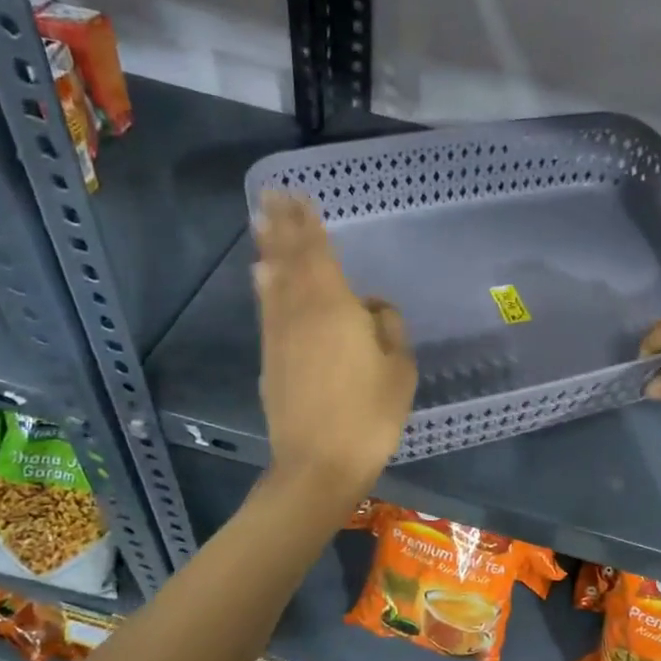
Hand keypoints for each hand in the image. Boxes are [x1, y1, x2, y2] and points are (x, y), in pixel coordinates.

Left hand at [253, 191, 416, 497]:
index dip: (307, 222)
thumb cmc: (369, 416)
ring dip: (268, 250)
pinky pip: (268, 309)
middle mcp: (299, 312)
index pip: (317, 252)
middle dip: (281, 226)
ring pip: (272, 282)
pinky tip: (262, 277)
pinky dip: (265, 286)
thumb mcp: (399, 370)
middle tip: (270, 195)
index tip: (296, 195)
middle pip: (288, 260)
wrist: (318, 466)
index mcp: (334, 307)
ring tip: (260, 225)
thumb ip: (387, 327)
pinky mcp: (271, 360)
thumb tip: (370, 307)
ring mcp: (279, 336)